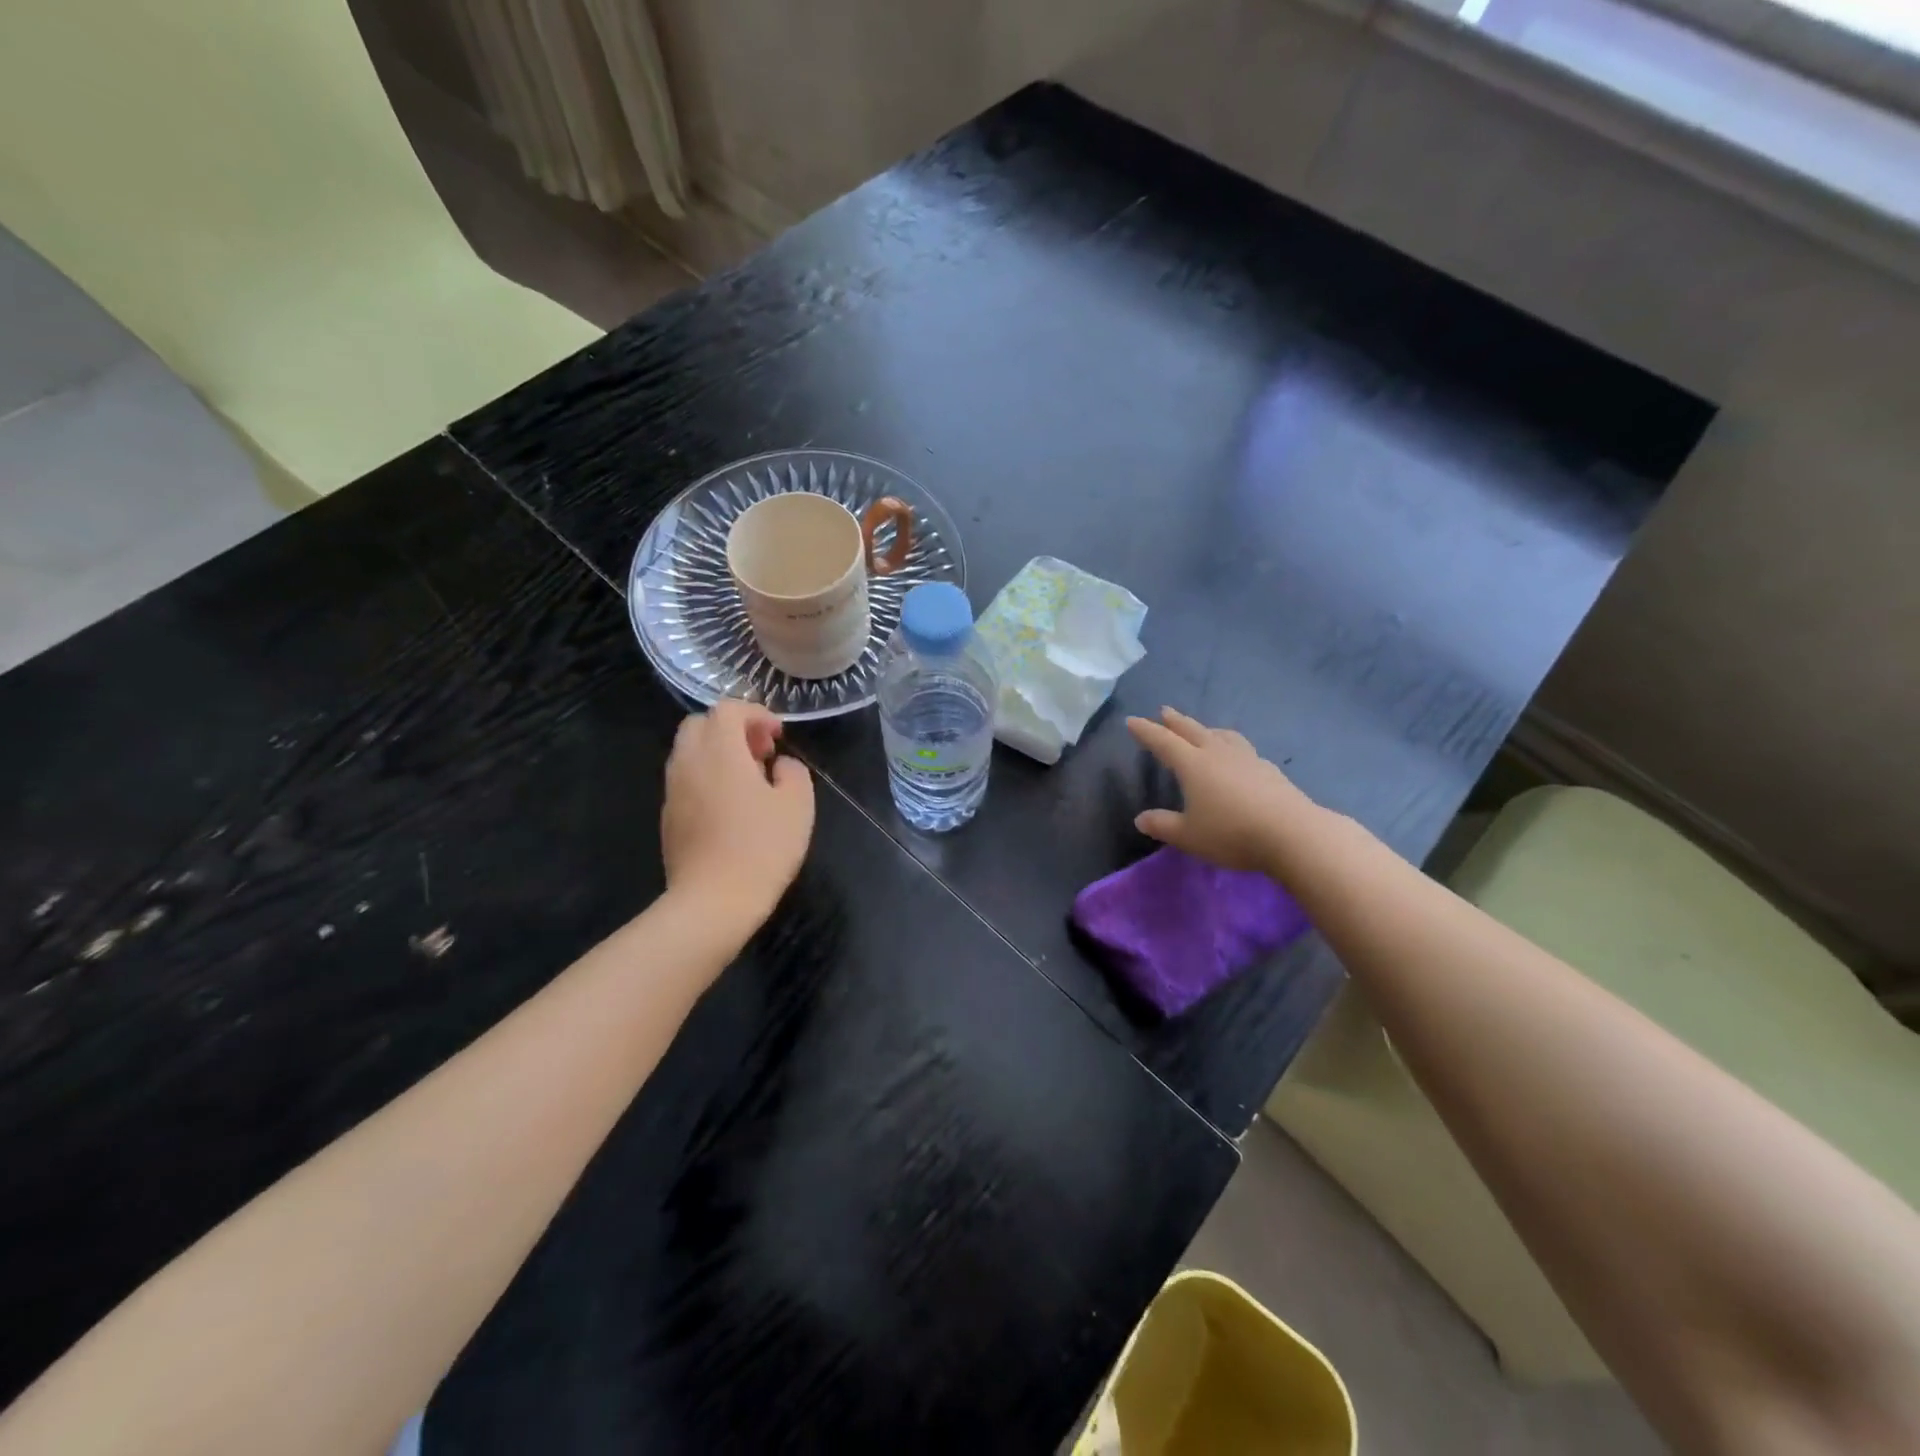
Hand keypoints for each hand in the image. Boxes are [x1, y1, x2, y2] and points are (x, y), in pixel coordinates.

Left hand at [662, 700, 814, 925]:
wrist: (713, 902)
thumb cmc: (761, 847)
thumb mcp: (798, 805)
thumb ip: (793, 772)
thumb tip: (779, 766)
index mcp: (720, 751)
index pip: (728, 709)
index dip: (756, 713)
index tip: (778, 735)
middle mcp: (688, 762)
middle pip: (700, 724)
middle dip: (731, 728)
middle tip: (760, 753)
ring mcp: (673, 791)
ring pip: (689, 752)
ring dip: (717, 753)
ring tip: (748, 780)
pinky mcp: (668, 817)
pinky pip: (685, 780)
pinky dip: (707, 777)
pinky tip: (731, 807)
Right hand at [1127, 706, 1322, 876]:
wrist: (1293, 833)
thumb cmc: (1232, 833)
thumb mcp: (1189, 836)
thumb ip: (1163, 825)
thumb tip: (1141, 819)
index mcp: (1193, 764)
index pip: (1163, 742)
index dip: (1146, 731)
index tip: (1132, 720)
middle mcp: (1218, 754)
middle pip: (1193, 731)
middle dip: (1175, 721)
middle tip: (1164, 711)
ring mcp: (1247, 759)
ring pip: (1222, 736)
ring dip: (1207, 729)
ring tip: (1204, 730)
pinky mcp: (1269, 770)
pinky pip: (1243, 749)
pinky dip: (1231, 746)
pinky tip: (1237, 757)